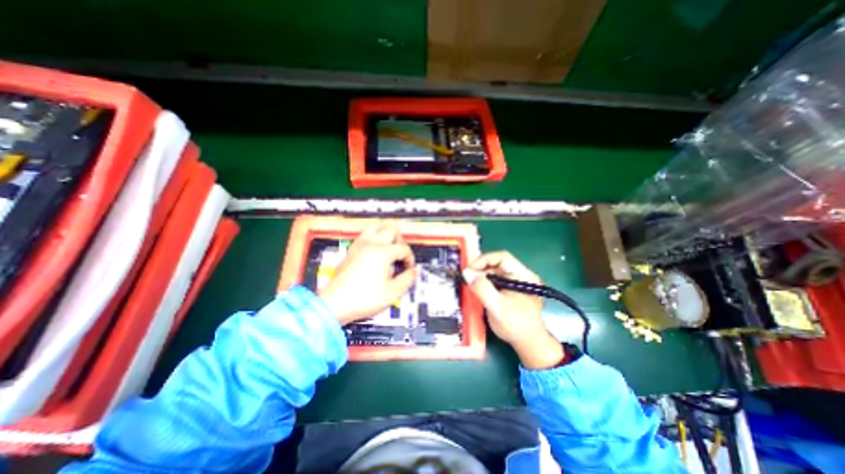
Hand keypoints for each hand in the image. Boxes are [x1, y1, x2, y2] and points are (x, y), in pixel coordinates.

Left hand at [318, 223, 416, 324]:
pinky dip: (373, 237)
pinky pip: (364, 235)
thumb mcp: (392, 292)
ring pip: (376, 227)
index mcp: (382, 252)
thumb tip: (414, 271)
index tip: (409, 269)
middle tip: (401, 255)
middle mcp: (371, 244)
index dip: (410, 258)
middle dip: (400, 241)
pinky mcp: (351, 250)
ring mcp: (359, 245)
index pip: (403, 248)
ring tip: (389, 247)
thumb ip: (407, 279)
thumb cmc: (364, 298)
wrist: (335, 303)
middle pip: (391, 230)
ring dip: (386, 234)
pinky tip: (374, 250)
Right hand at [464, 251, 563, 370]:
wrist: (529, 343)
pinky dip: (485, 281)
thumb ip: (482, 289)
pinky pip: (496, 278)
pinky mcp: (512, 288)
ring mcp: (517, 281)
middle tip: (467, 276)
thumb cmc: (515, 325)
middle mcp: (522, 274)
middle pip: (498, 263)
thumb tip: (467, 273)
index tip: (469, 269)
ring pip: (496, 270)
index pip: (502, 257)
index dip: (484, 260)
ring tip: (470, 282)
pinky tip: (477, 287)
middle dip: (481, 268)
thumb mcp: (497, 307)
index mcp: (524, 275)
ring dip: (482, 274)